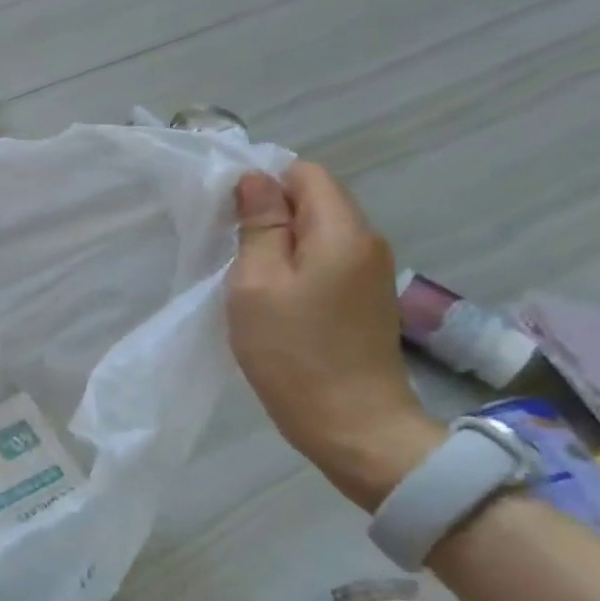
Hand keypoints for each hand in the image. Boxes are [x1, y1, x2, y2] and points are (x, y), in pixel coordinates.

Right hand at [226, 162, 442, 510]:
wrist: (354, 427)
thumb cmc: (294, 352)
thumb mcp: (257, 283)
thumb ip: (259, 225)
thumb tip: (256, 179)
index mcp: (342, 231)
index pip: (305, 172)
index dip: (263, 182)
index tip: (229, 215)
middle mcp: (366, 242)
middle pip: (314, 200)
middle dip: (270, 212)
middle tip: (230, 247)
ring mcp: (370, 273)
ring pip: (318, 232)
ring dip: (280, 242)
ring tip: (246, 275)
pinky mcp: (365, 300)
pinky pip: (326, 260)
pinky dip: (296, 266)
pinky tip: (273, 297)